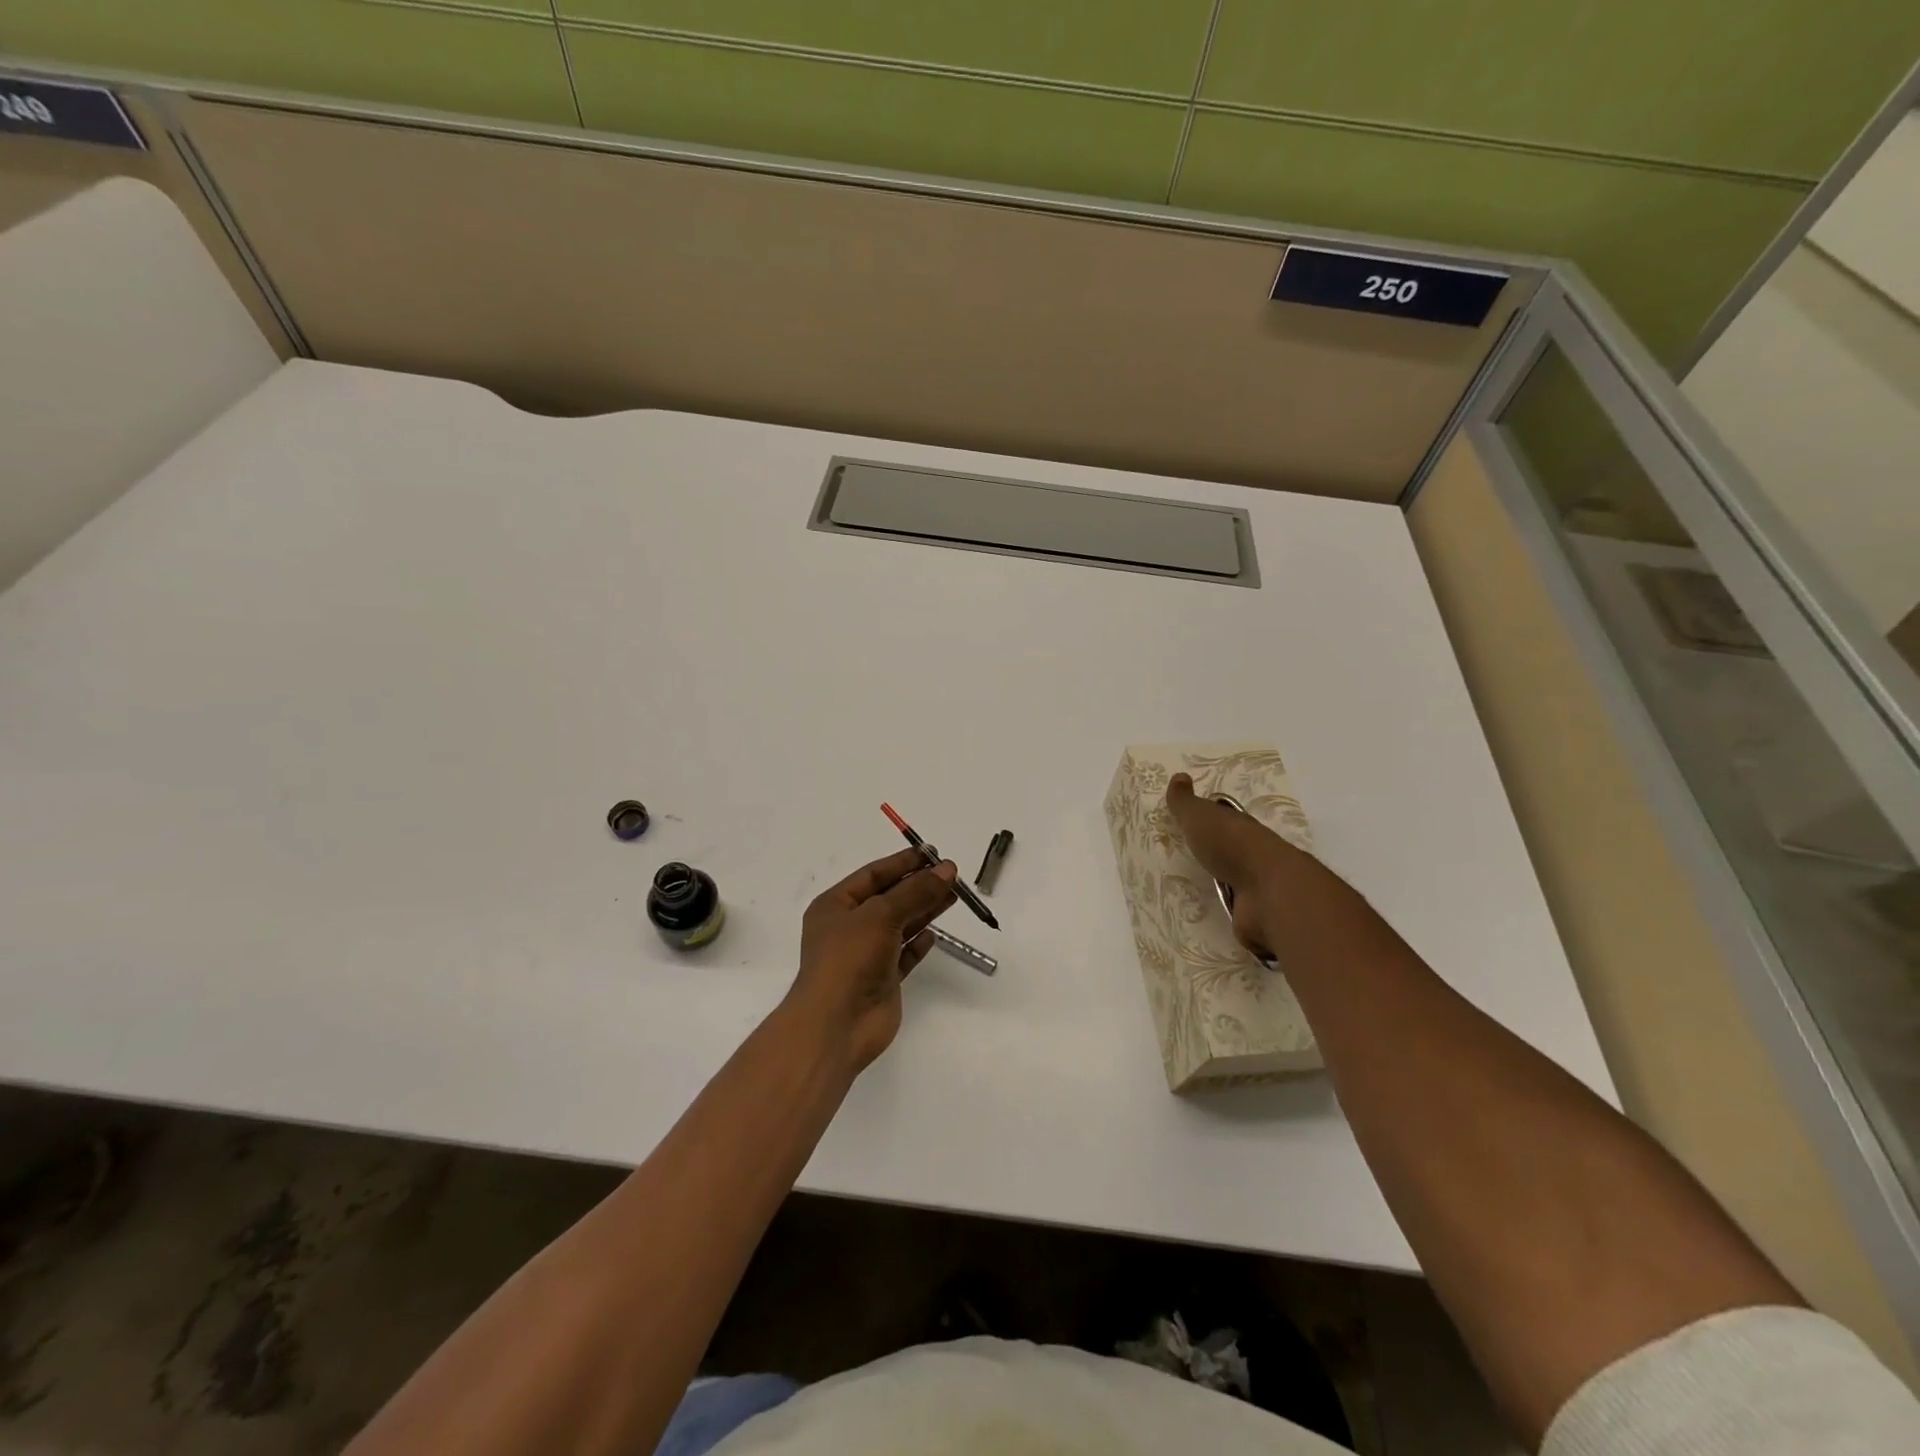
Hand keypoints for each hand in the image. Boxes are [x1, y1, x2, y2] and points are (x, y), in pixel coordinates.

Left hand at [789, 847, 957, 1072]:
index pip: (873, 875)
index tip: (933, 853)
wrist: (836, 1025)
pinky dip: (918, 944)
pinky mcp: (882, 980)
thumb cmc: (849, 958)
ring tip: (954, 895)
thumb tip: (947, 869)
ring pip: (900, 925)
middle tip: (952, 874)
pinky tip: (933, 935)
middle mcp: (849, 927)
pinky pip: (904, 955)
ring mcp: (865, 955)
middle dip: (919, 886)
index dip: (902, 863)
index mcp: (835, 905)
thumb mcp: (881, 915)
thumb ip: (916, 892)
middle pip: (889, 898)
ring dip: (925, 910)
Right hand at [1166, 772, 1294, 961]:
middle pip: (1231, 853)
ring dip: (1222, 888)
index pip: (1226, 822)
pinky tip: (1209, 920)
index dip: (1211, 822)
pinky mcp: (1255, 917)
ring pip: (1235, 884)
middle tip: (1187, 862)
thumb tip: (1179, 775)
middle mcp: (1252, 856)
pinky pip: (1237, 914)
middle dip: (1215, 856)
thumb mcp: (1200, 817)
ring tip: (1192, 895)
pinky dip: (1228, 916)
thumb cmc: (1232, 846)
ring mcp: (1257, 888)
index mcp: (1240, 828)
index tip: (1192, 826)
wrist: (1268, 892)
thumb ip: (1185, 801)